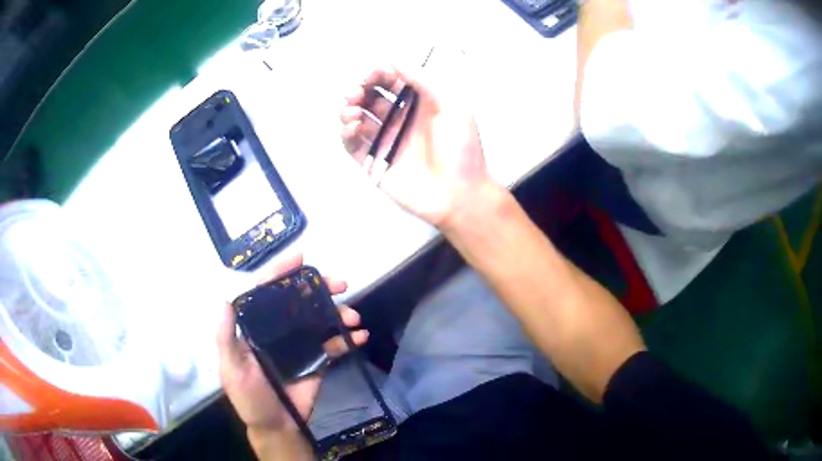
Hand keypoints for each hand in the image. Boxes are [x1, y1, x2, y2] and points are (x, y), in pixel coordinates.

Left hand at [217, 253, 368, 455]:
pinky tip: (361, 337)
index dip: (280, 274)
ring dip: (339, 313)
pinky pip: (334, 345)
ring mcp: (300, 345)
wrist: (277, 427)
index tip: (300, 259)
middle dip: (320, 288)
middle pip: (298, 301)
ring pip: (320, 319)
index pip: (265, 294)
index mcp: (256, 329)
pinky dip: (349, 339)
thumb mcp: (231, 369)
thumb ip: (226, 337)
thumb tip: (225, 298)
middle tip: (340, 283)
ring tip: (353, 317)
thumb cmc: (249, 398)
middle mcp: (279, 331)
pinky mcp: (318, 361)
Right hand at [340, 51, 491, 226]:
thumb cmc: (461, 149)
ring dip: (349, 108)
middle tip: (356, 91)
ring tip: (352, 109)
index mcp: (419, 105)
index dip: (380, 74)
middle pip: (371, 98)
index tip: (374, 73)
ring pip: (358, 118)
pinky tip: (352, 126)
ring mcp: (386, 141)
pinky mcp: (374, 162)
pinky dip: (346, 133)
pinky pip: (353, 145)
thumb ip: (425, 81)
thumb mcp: (452, 106)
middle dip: (360, 89)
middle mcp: (400, 120)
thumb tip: (396, 60)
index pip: (392, 83)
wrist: (460, 194)